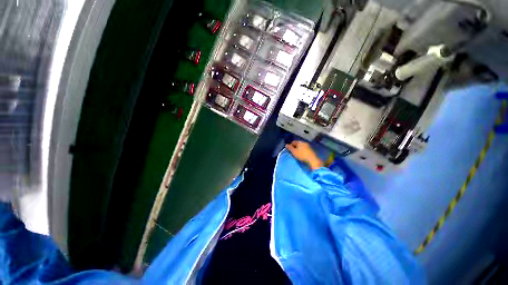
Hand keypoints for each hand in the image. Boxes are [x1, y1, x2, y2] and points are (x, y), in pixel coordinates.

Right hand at [285, 140, 323, 169]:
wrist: (312, 160)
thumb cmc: (301, 155)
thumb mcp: (294, 151)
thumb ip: (289, 148)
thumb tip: (286, 145)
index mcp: (300, 142)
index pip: (293, 142)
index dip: (290, 145)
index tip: (288, 149)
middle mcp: (304, 143)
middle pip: (297, 144)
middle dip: (294, 147)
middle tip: (292, 152)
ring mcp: (308, 146)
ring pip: (301, 147)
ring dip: (298, 149)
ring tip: (296, 154)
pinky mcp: (310, 150)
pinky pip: (304, 149)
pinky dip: (301, 151)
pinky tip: (301, 155)